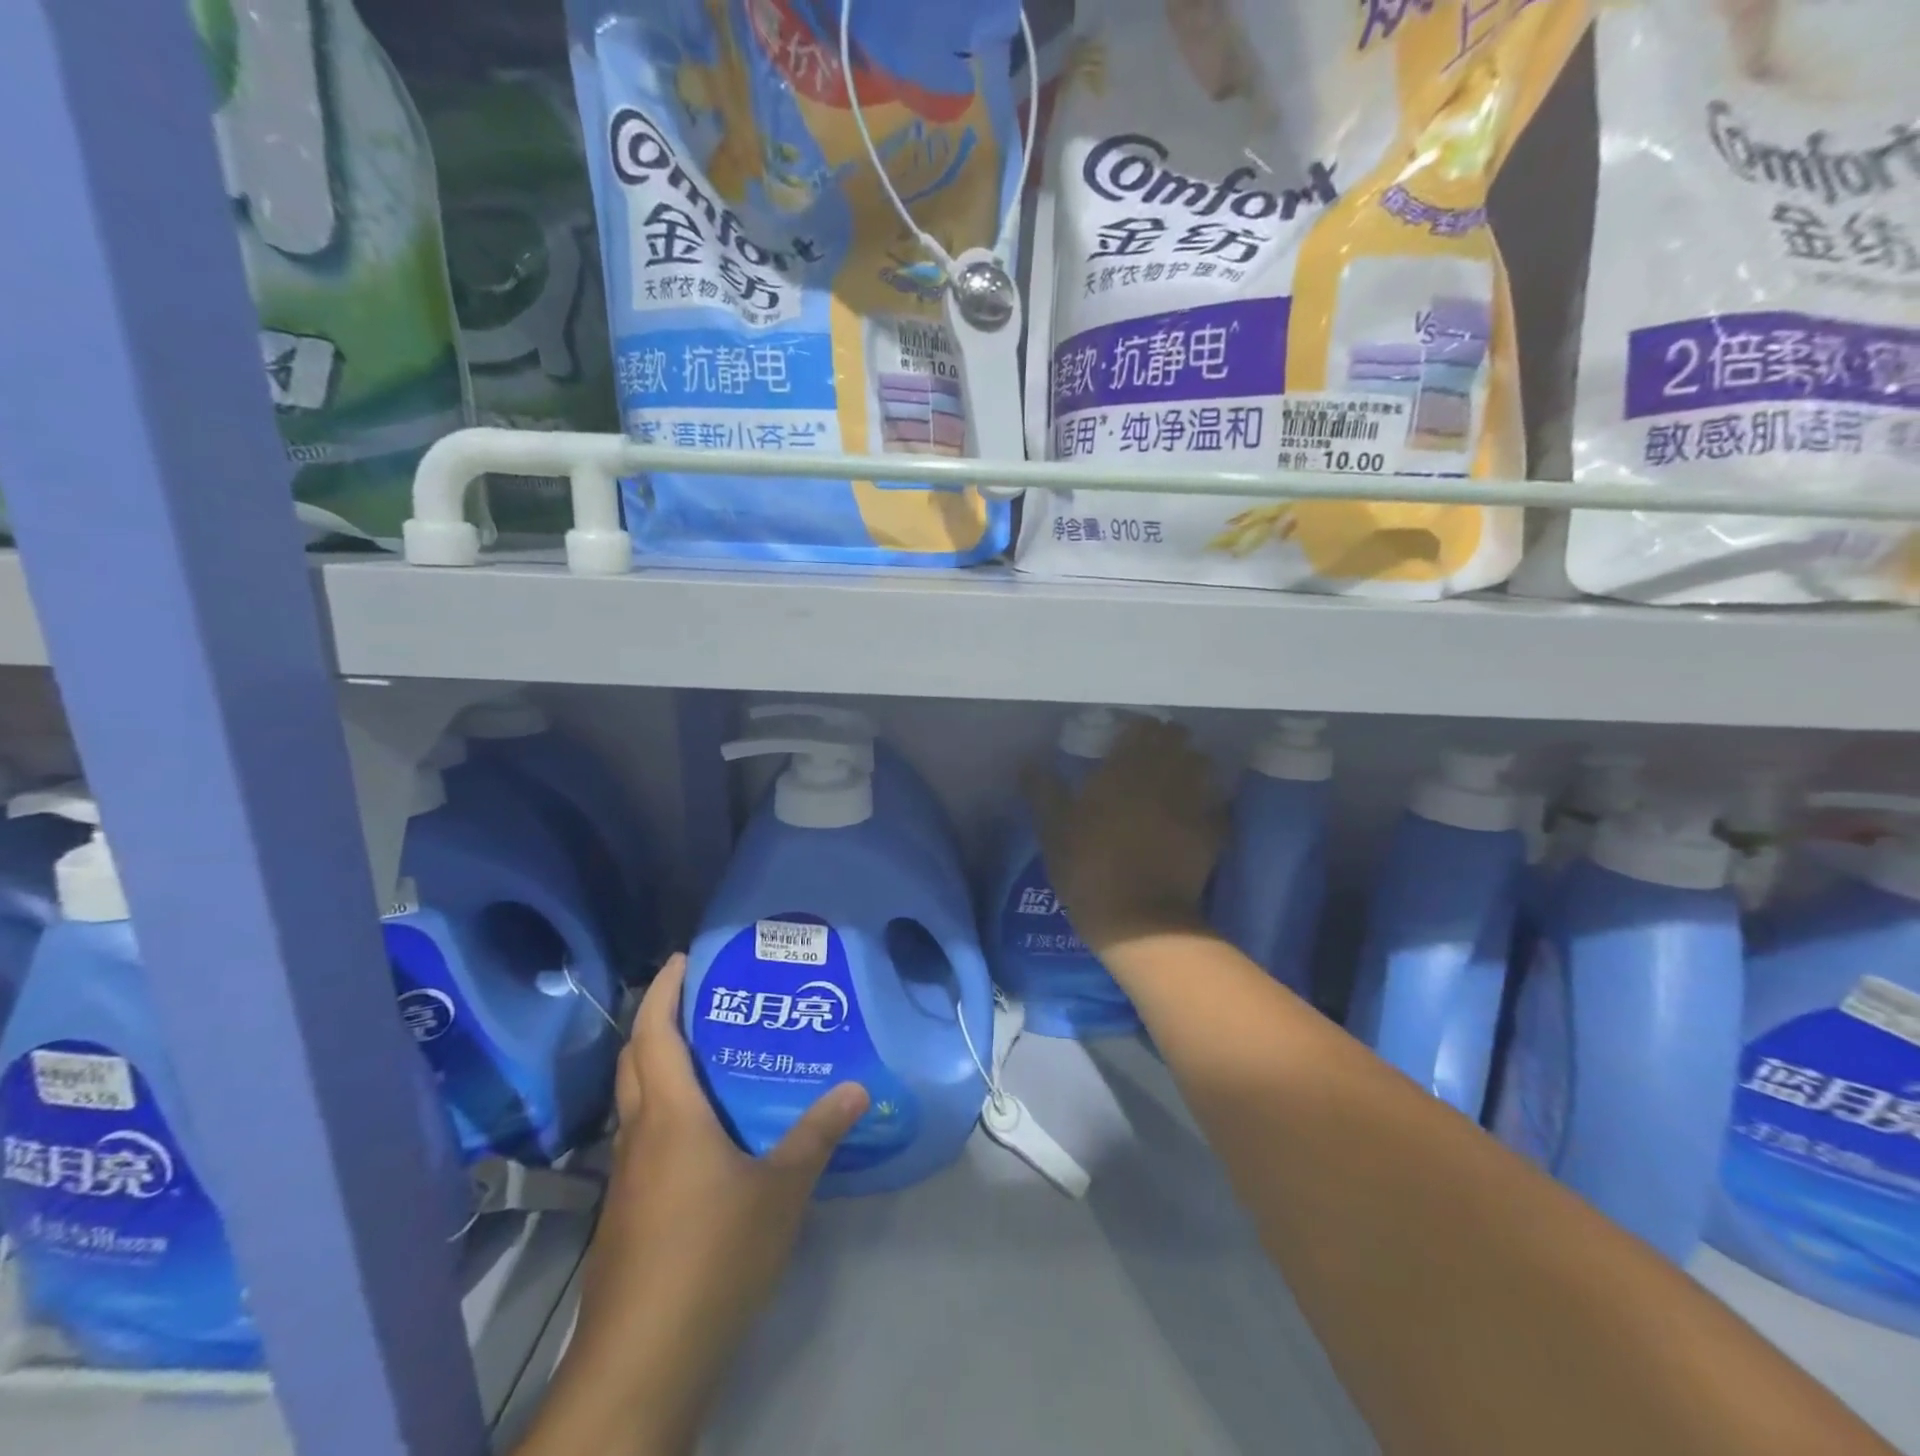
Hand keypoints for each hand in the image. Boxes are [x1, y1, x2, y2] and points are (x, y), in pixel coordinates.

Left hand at [539, 954, 867, 1454]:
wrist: (643, 1362)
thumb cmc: (713, 1255)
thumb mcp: (780, 1190)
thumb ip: (817, 1135)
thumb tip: (857, 1088)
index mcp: (669, 1116)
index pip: (655, 1032)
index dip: (665, 989)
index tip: (683, 958)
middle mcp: (638, 1135)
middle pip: (634, 1059)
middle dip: (657, 1019)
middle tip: (700, 999)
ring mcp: (624, 1177)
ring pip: (633, 1100)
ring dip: (657, 1066)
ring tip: (706, 1054)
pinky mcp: (625, 1212)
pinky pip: (640, 1138)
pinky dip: (662, 1111)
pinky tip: (701, 1133)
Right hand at [1026, 717, 1226, 956]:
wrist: (1138, 919)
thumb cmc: (1088, 867)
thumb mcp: (1053, 829)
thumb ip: (1043, 791)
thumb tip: (1029, 764)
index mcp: (1126, 766)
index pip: (1143, 726)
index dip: (1135, 731)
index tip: (1122, 741)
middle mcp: (1166, 774)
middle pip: (1178, 740)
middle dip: (1166, 743)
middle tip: (1147, 760)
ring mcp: (1195, 802)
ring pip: (1203, 766)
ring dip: (1189, 767)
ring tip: (1173, 782)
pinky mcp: (1213, 832)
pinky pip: (1216, 805)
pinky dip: (1207, 804)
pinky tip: (1193, 815)